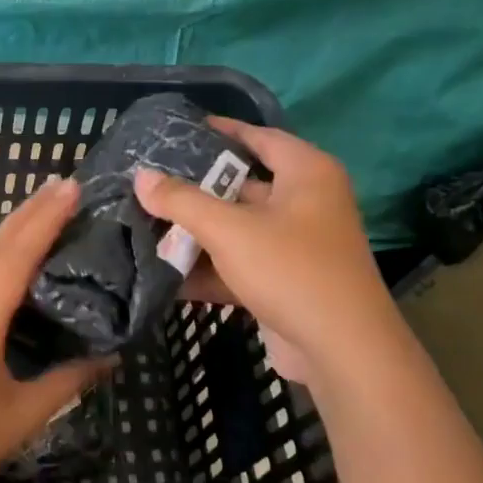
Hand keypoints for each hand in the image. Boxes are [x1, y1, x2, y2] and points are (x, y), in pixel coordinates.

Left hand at [0, 177, 112, 482]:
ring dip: (9, 228)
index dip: (45, 219)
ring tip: (40, 208)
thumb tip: (109, 357)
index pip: (17, 255)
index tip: (70, 189)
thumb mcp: (22, 414)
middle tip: (63, 184)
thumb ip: (67, 381)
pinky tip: (4, 251)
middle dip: (29, 211)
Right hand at [132, 117, 401, 396]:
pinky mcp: (287, 281)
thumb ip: (181, 201)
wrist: (341, 352)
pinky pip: (241, 263)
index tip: (181, 130)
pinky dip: (210, 267)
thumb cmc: (290, 270)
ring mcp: (298, 245)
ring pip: (239, 227)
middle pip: (244, 185)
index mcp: (306, 174)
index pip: (259, 137)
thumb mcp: (228, 229)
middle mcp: (307, 202)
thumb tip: (141, 176)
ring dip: (198, 231)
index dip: (222, 130)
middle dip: (198, 187)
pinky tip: (166, 273)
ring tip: (148, 222)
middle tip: (152, 180)